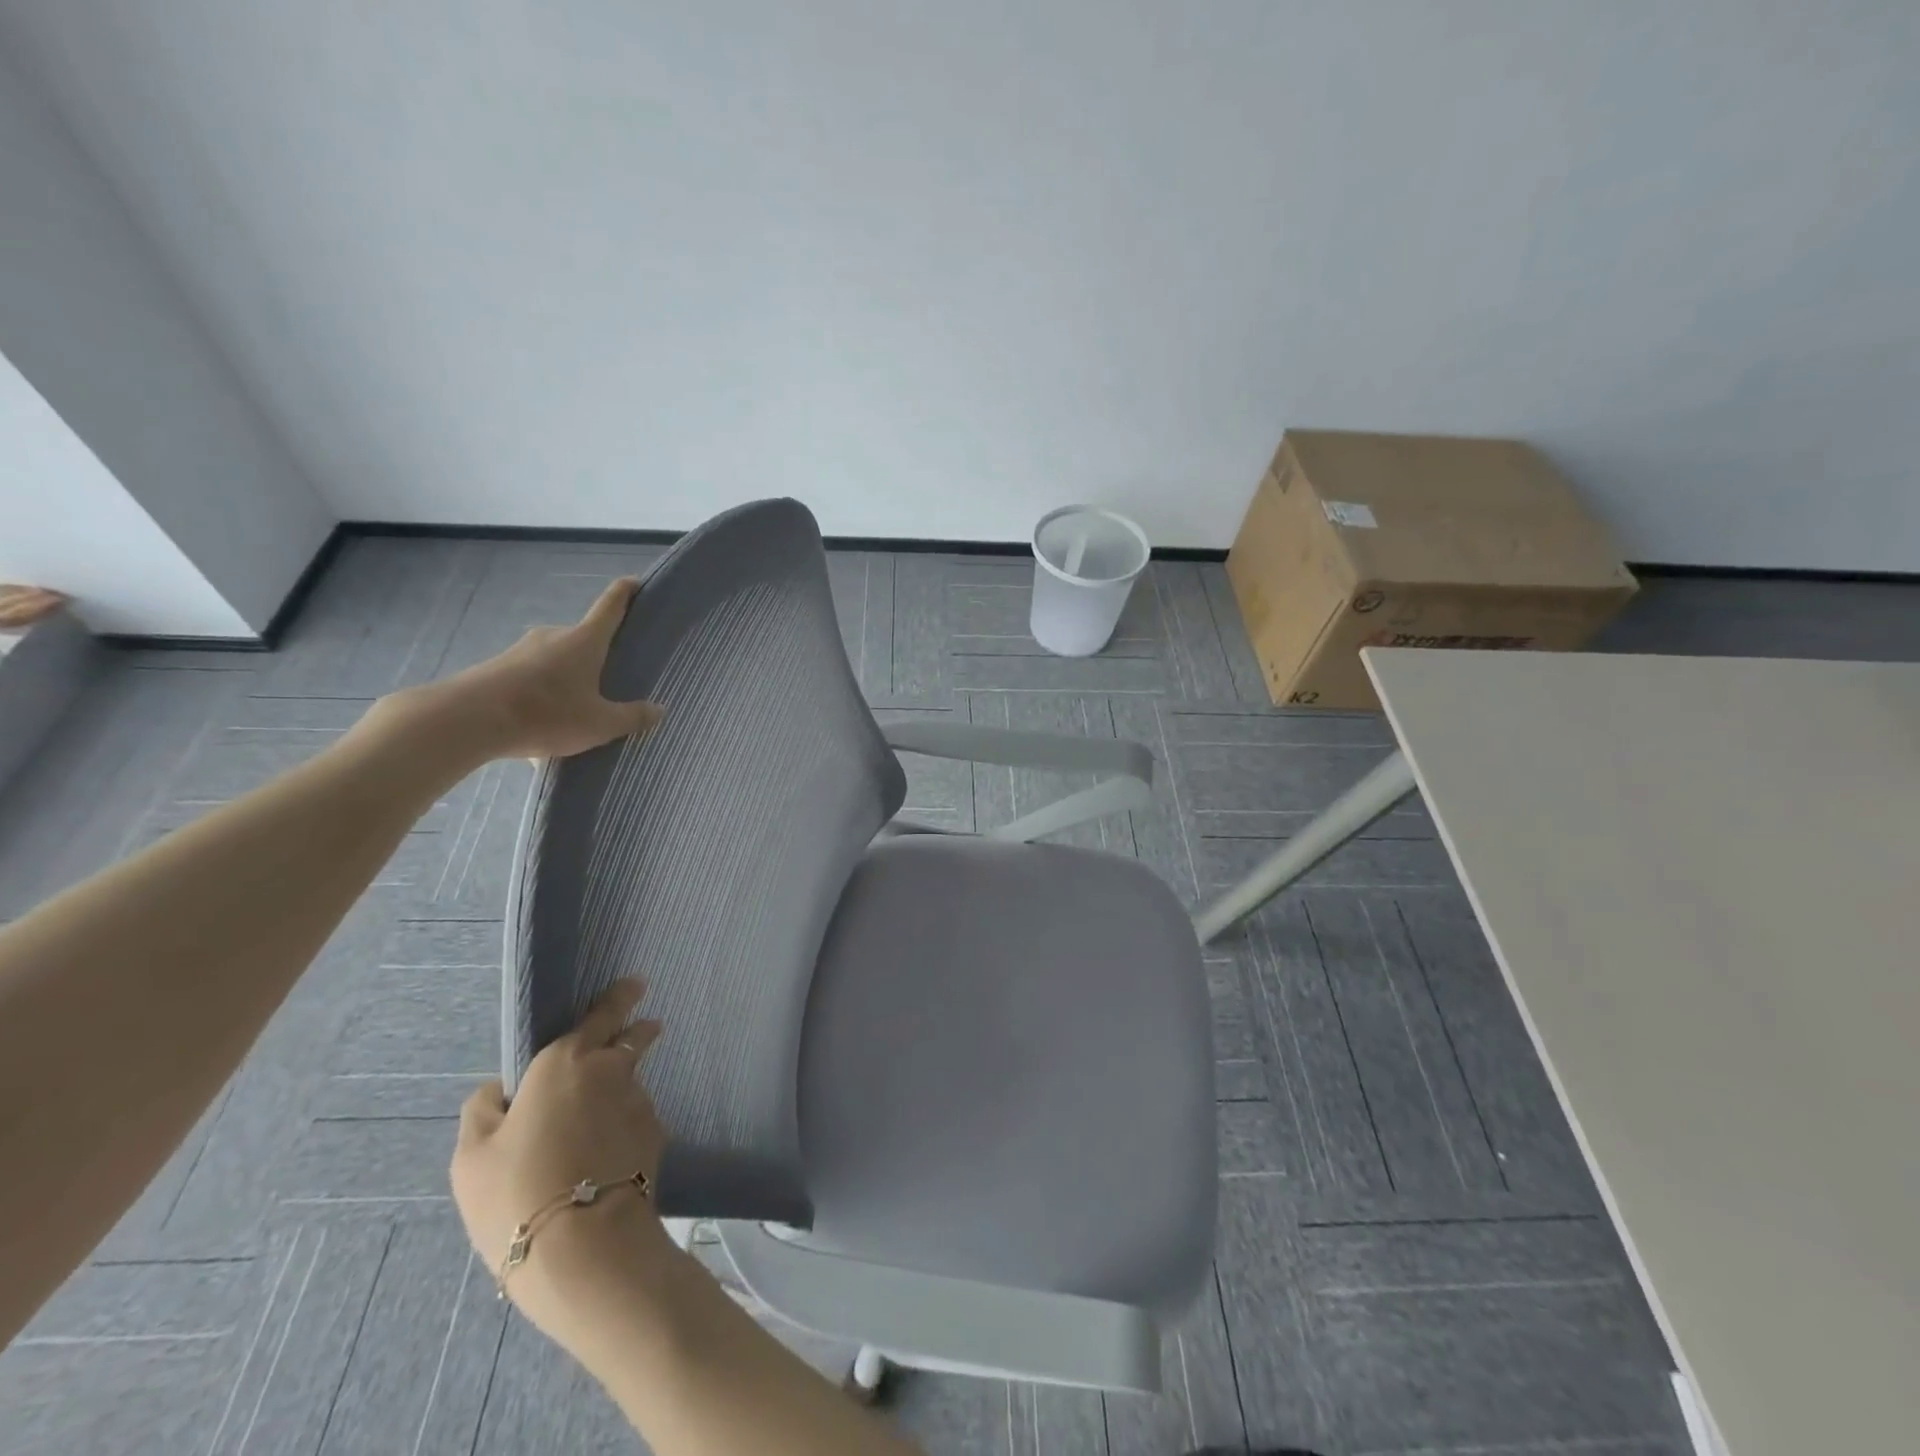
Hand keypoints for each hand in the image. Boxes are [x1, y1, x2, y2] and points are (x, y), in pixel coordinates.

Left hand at [397, 577, 661, 762]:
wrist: (467, 720)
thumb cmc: (546, 713)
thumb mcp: (600, 724)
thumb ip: (632, 717)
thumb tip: (659, 710)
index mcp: (585, 640)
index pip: (611, 605)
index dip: (626, 591)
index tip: (636, 582)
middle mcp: (554, 636)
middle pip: (584, 640)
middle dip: (597, 658)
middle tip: (611, 682)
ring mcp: (522, 650)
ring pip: (556, 663)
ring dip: (567, 683)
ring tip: (575, 717)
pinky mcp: (498, 668)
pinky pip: (531, 681)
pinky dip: (542, 699)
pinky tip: (542, 730)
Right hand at [451, 979, 671, 1346]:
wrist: (583, 1243)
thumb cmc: (516, 1192)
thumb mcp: (472, 1157)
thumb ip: (484, 1111)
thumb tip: (500, 1090)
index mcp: (566, 1061)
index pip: (602, 1014)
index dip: (619, 997)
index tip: (636, 983)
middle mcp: (611, 1070)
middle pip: (631, 1039)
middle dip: (638, 1028)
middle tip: (645, 1026)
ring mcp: (639, 1102)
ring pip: (630, 1085)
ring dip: (620, 1092)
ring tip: (596, 1127)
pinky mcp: (656, 1136)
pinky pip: (635, 1122)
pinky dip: (623, 1129)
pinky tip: (606, 1159)